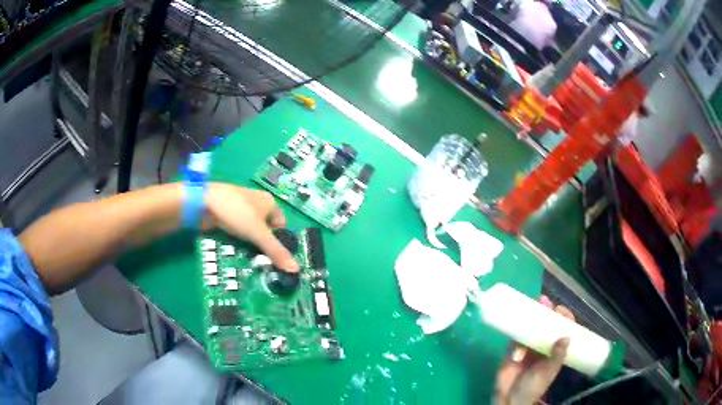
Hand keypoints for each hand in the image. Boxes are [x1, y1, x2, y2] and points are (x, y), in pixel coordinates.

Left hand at [203, 183, 298, 272]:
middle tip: (261, 261)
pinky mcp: (227, 215)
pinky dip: (237, 241)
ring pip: (250, 232)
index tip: (273, 255)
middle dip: (263, 244)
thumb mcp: (258, 234)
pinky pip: (237, 231)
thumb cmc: (236, 212)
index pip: (281, 224)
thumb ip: (276, 251)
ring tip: (248, 259)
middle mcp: (256, 203)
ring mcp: (240, 209)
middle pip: (266, 229)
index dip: (279, 240)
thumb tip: (296, 269)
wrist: (203, 203)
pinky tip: (235, 250)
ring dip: (249, 244)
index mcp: (269, 201)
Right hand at [495, 295, 573, 404]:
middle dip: (545, 312)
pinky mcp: (512, 350)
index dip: (563, 318)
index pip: (562, 330)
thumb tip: (567, 337)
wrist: (510, 399)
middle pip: (546, 325)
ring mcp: (527, 347)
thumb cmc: (533, 387)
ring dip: (531, 316)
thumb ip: (556, 356)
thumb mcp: (548, 372)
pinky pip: (515, 336)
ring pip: (531, 327)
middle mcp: (543, 345)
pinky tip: (516, 321)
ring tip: (532, 305)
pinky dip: (516, 330)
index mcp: (554, 350)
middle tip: (543, 300)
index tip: (559, 310)